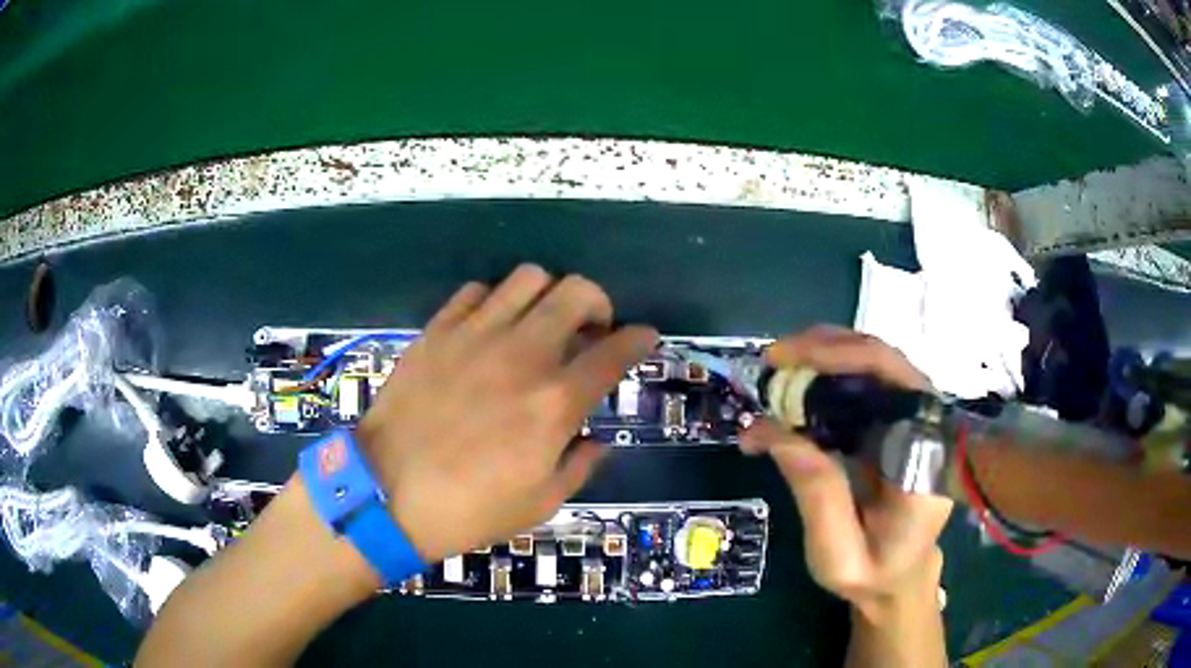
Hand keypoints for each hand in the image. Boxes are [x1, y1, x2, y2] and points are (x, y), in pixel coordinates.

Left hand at [358, 265, 657, 562]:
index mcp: (555, 402)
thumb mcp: (541, 502)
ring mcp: (476, 336)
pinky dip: (494, 301)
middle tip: (589, 329)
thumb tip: (597, 440)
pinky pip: (476, 292)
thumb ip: (580, 464)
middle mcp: (523, 355)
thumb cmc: (469, 508)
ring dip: (547, 295)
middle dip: (598, 303)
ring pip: (529, 278)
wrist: (388, 494)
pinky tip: (490, 327)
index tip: (644, 336)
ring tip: (539, 322)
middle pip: (578, 292)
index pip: (615, 351)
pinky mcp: (438, 331)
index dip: (639, 338)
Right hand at [742, 326, 951, 618]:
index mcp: (928, 460)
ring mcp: (916, 420)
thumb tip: (771, 428)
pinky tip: (796, 386)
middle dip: (826, 349)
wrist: (900, 576)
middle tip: (771, 361)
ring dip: (824, 356)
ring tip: (777, 369)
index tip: (786, 365)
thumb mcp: (838, 555)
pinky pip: (866, 384)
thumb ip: (816, 496)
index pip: (895, 384)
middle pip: (884, 361)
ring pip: (874, 364)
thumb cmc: (873, 573)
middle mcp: (930, 427)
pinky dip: (828, 376)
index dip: (843, 360)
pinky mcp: (897, 421)